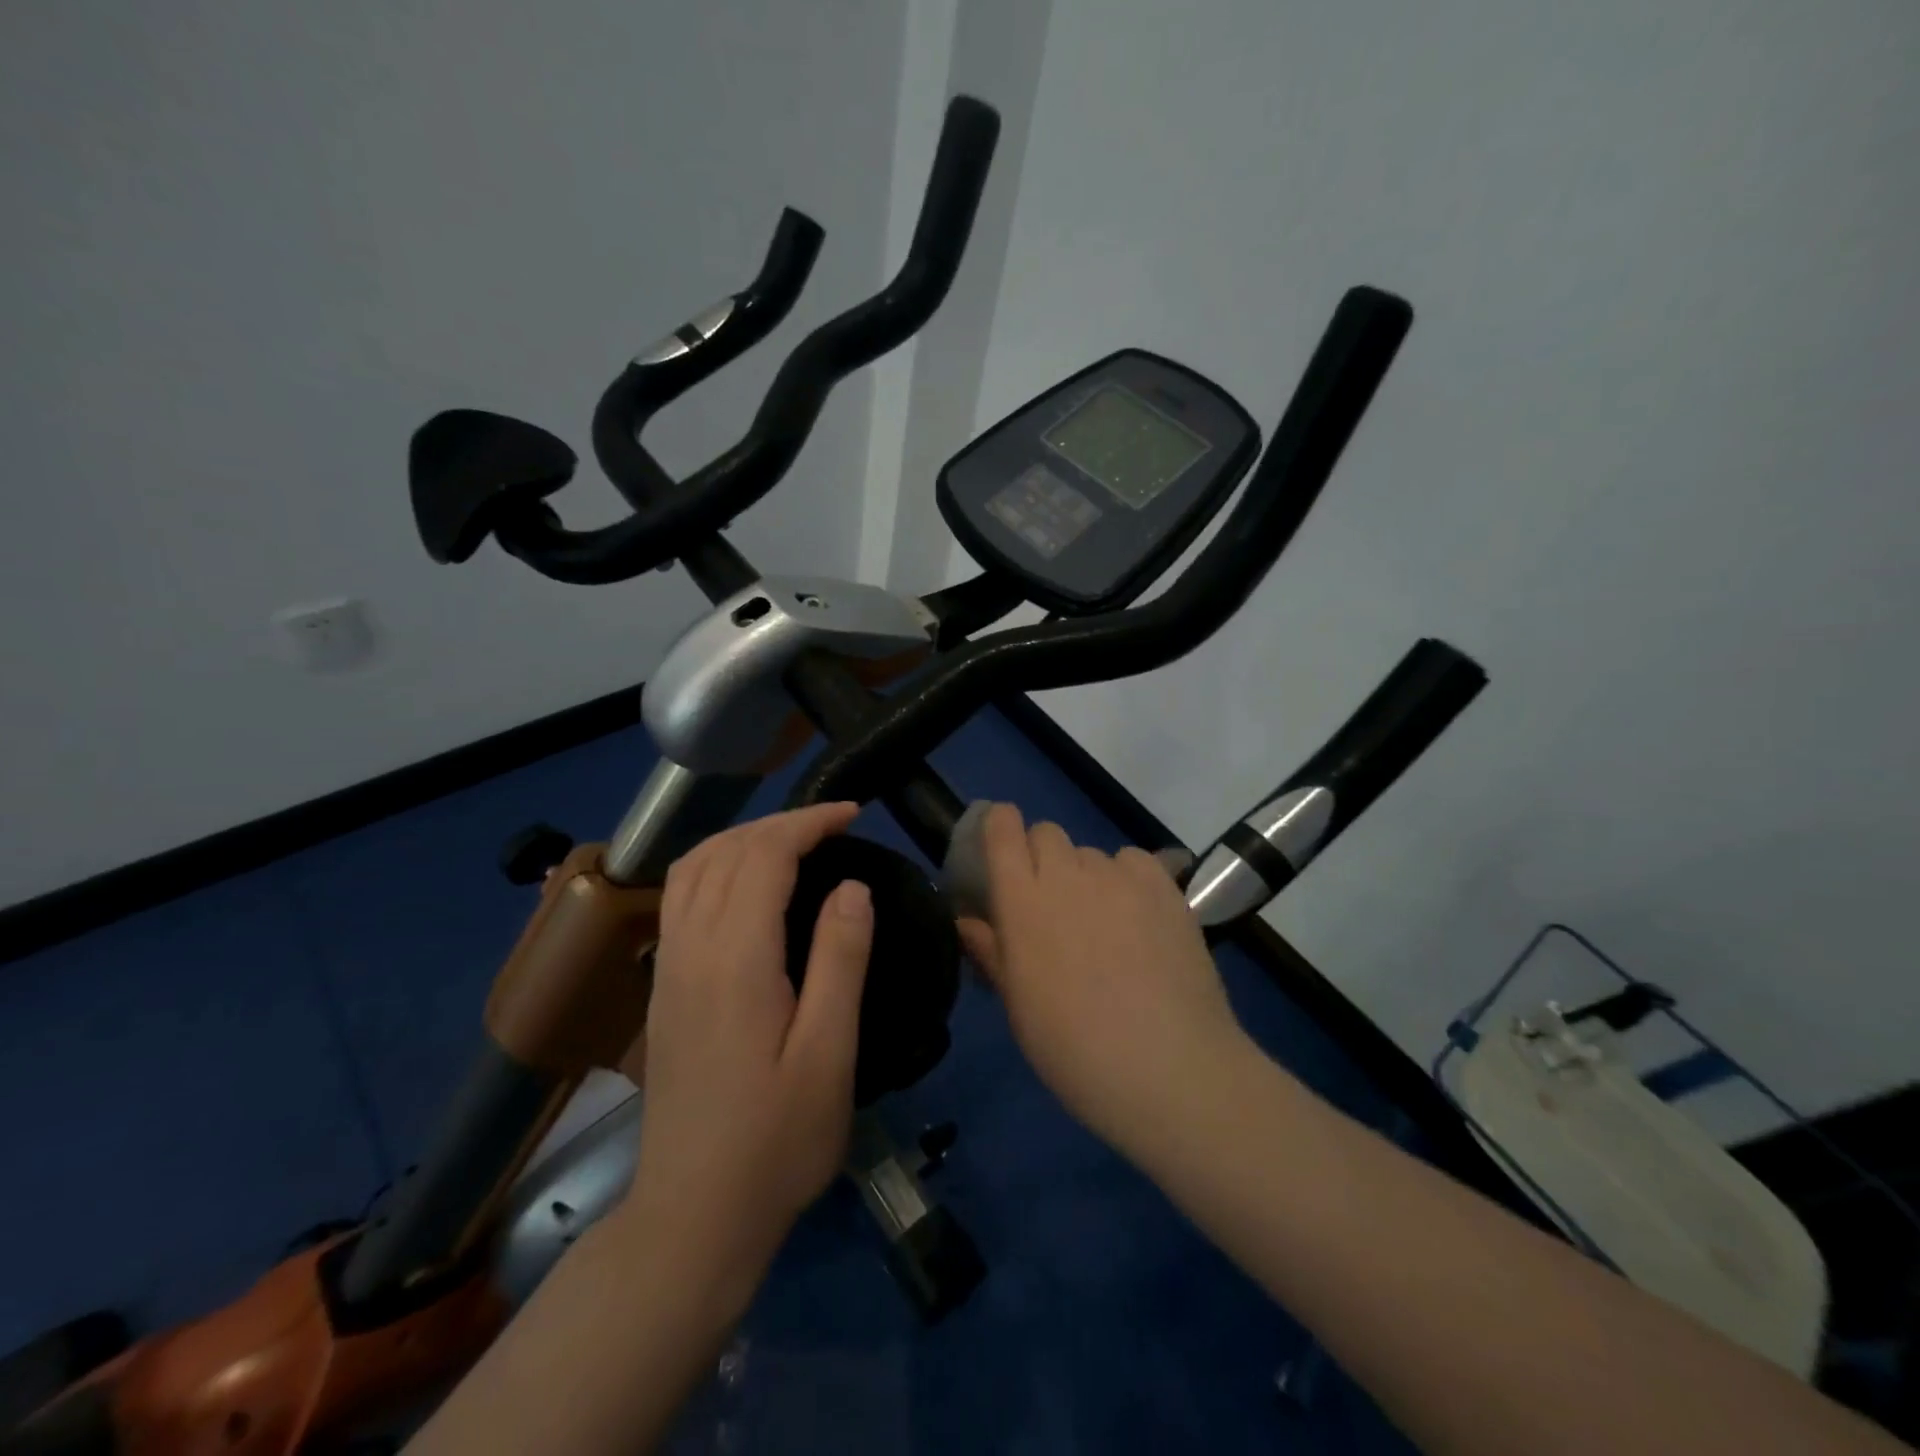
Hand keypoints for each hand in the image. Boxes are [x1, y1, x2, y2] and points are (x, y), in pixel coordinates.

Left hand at [621, 802, 872, 1307]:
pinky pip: (679, 897)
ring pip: (692, 868)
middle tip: (832, 825)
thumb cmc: (776, 1141)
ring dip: (741, 838)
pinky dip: (715, 865)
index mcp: (735, 960)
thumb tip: (852, 886)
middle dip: (778, 823)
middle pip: (724, 851)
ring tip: (791, 842)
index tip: (853, 814)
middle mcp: (691, 950)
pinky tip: (744, 885)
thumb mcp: (829, 1053)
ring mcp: (667, 968)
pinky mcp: (662, 989)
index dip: (808, 823)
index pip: (764, 856)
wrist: (693, 1217)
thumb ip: (840, 960)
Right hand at [957, 804, 1251, 1157]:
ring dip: (1086, 876)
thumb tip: (967, 922)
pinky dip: (1128, 879)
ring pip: (1091, 853)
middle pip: (1047, 833)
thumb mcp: (1018, 1006)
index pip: (1002, 829)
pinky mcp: (1163, 886)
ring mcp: (1119, 877)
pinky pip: (1133, 862)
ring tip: (1103, 924)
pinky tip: (1139, 918)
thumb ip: (991, 952)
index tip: (1001, 848)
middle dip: (1041, 856)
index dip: (999, 827)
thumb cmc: (1074, 1048)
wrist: (1167, 1068)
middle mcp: (1067, 874)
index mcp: (1022, 901)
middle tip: (1052, 904)